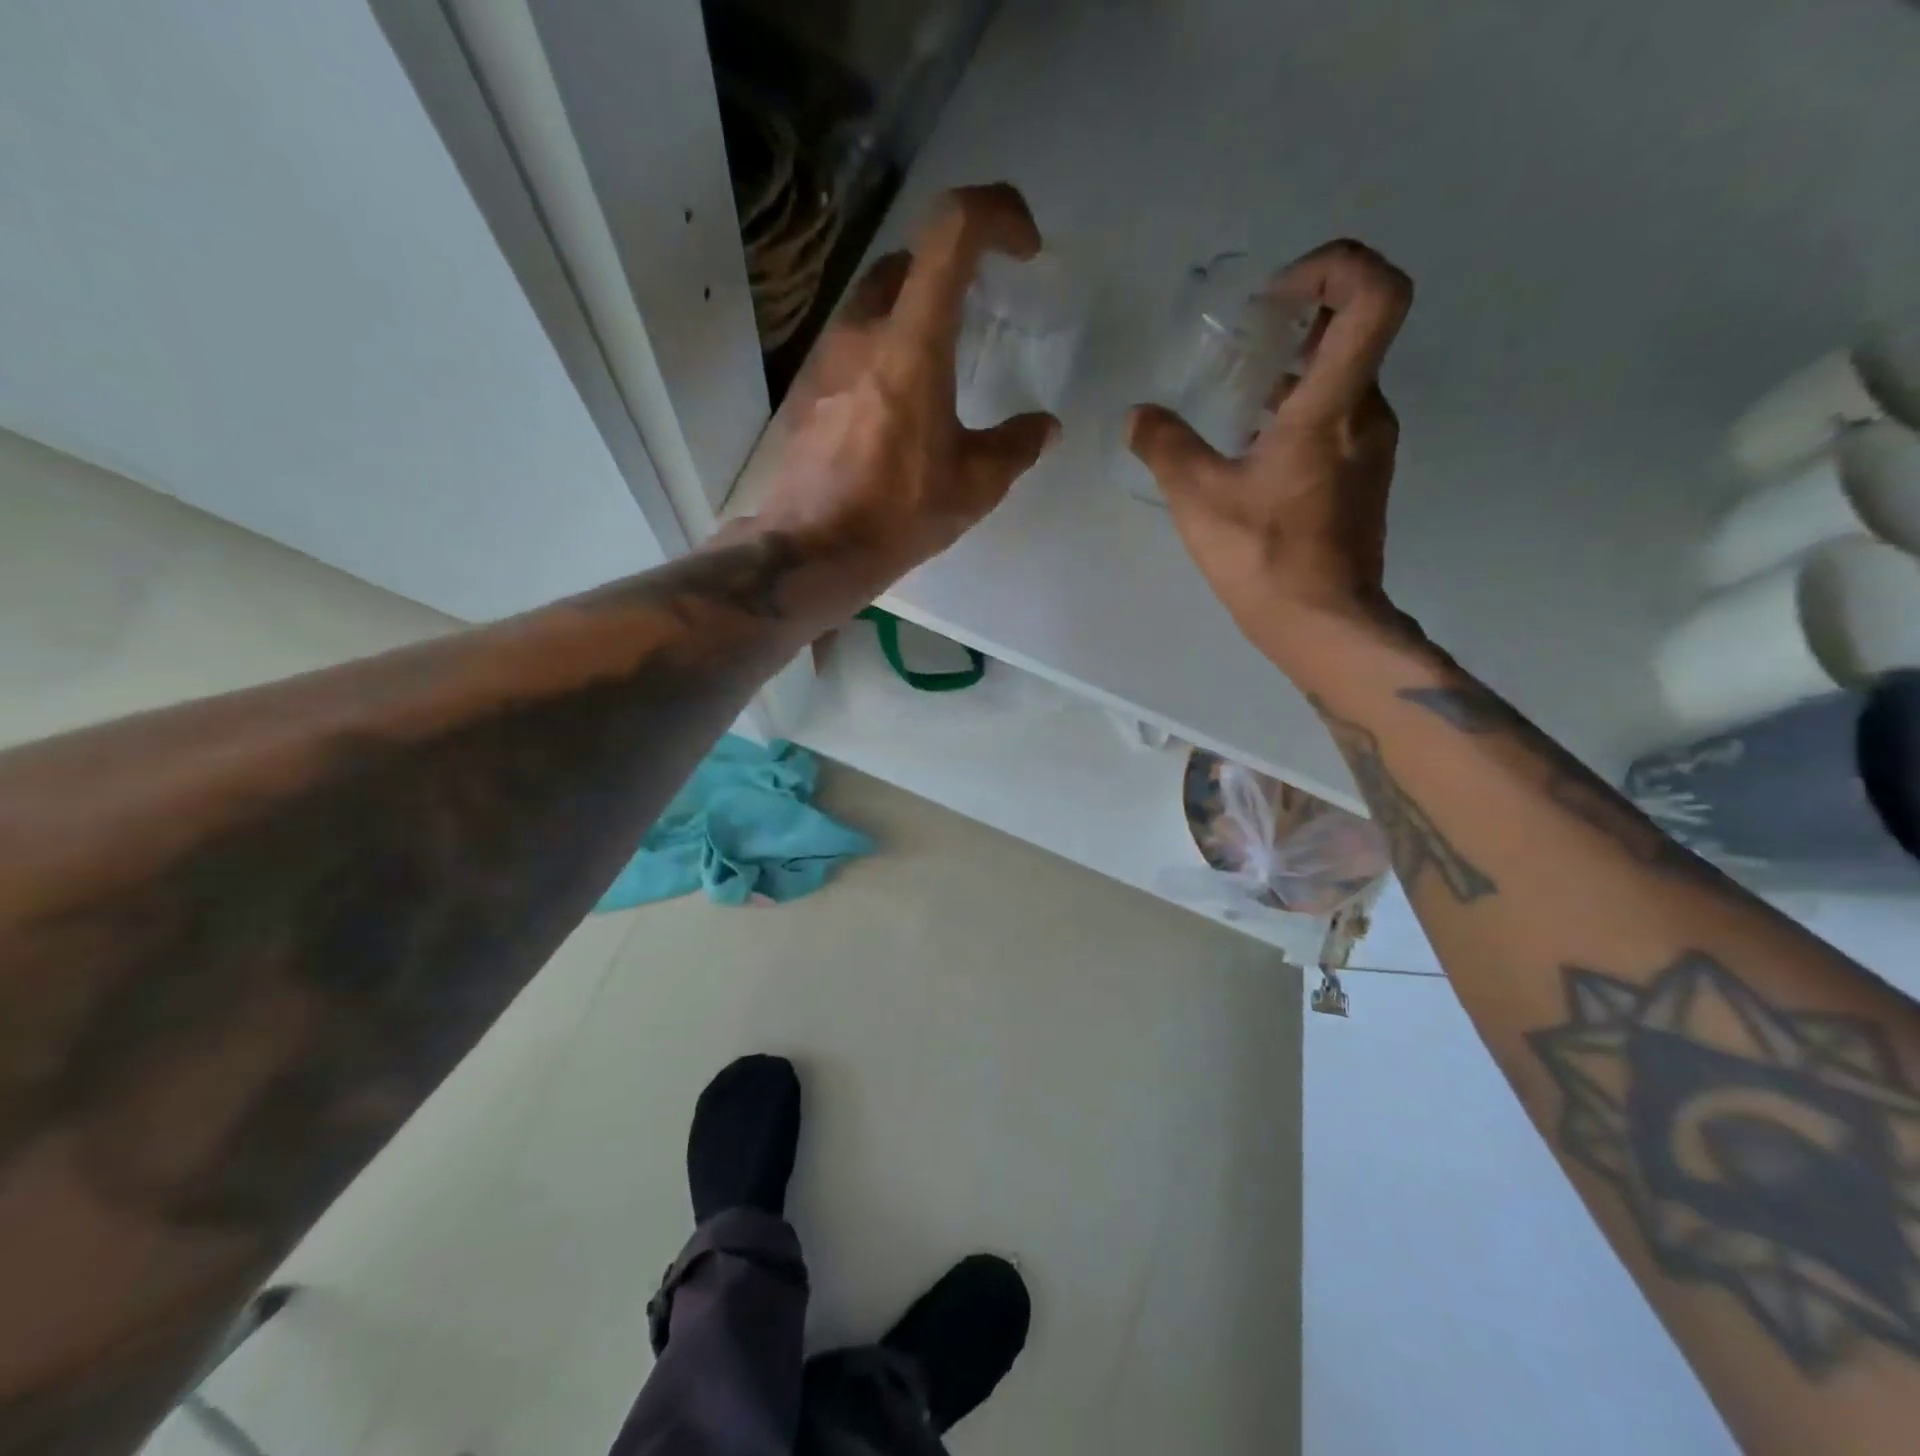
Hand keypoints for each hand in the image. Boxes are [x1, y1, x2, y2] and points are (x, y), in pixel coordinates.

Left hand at [757, 184, 1060, 599]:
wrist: (811, 549)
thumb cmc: (896, 514)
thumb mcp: (974, 486)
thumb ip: (1016, 446)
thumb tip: (1044, 427)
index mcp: (912, 341)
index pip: (952, 229)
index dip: (997, 213)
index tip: (1024, 251)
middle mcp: (863, 329)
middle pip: (911, 258)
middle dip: (955, 269)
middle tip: (981, 314)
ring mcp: (826, 354)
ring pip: (877, 299)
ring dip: (915, 310)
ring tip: (941, 368)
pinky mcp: (807, 385)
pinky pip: (854, 342)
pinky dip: (885, 348)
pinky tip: (899, 406)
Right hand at [1126, 239, 1414, 662]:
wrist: (1322, 624)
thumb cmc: (1264, 557)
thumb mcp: (1198, 499)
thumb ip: (1166, 447)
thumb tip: (1138, 416)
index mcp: (1333, 406)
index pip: (1376, 294)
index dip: (1336, 266)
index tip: (1277, 295)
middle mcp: (1366, 414)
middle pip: (1355, 332)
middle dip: (1300, 320)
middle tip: (1243, 341)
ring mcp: (1371, 448)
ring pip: (1343, 380)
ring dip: (1295, 373)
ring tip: (1237, 399)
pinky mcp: (1364, 479)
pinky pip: (1338, 420)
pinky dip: (1300, 413)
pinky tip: (1253, 450)